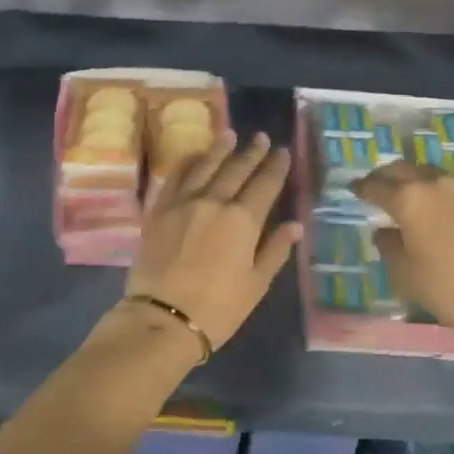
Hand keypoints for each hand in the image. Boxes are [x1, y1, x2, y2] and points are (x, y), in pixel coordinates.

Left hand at [121, 131, 302, 361]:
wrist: (163, 318)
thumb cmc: (218, 308)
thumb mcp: (256, 284)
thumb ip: (275, 250)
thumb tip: (295, 225)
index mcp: (243, 220)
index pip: (265, 185)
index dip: (276, 167)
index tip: (283, 151)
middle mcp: (214, 202)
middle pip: (237, 170)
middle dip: (252, 152)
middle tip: (261, 137)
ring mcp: (183, 203)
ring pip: (205, 166)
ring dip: (219, 149)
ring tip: (230, 134)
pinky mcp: (158, 210)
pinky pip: (175, 178)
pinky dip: (186, 163)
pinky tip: (193, 156)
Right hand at [352, 161, 453, 343]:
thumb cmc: (447, 288)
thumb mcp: (405, 274)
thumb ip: (389, 246)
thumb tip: (385, 231)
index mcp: (409, 199)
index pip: (377, 186)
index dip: (362, 188)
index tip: (353, 189)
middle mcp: (435, 184)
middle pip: (403, 169)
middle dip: (386, 176)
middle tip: (376, 186)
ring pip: (430, 174)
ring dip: (414, 180)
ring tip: (407, 196)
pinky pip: (452, 188)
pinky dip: (437, 192)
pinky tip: (437, 209)